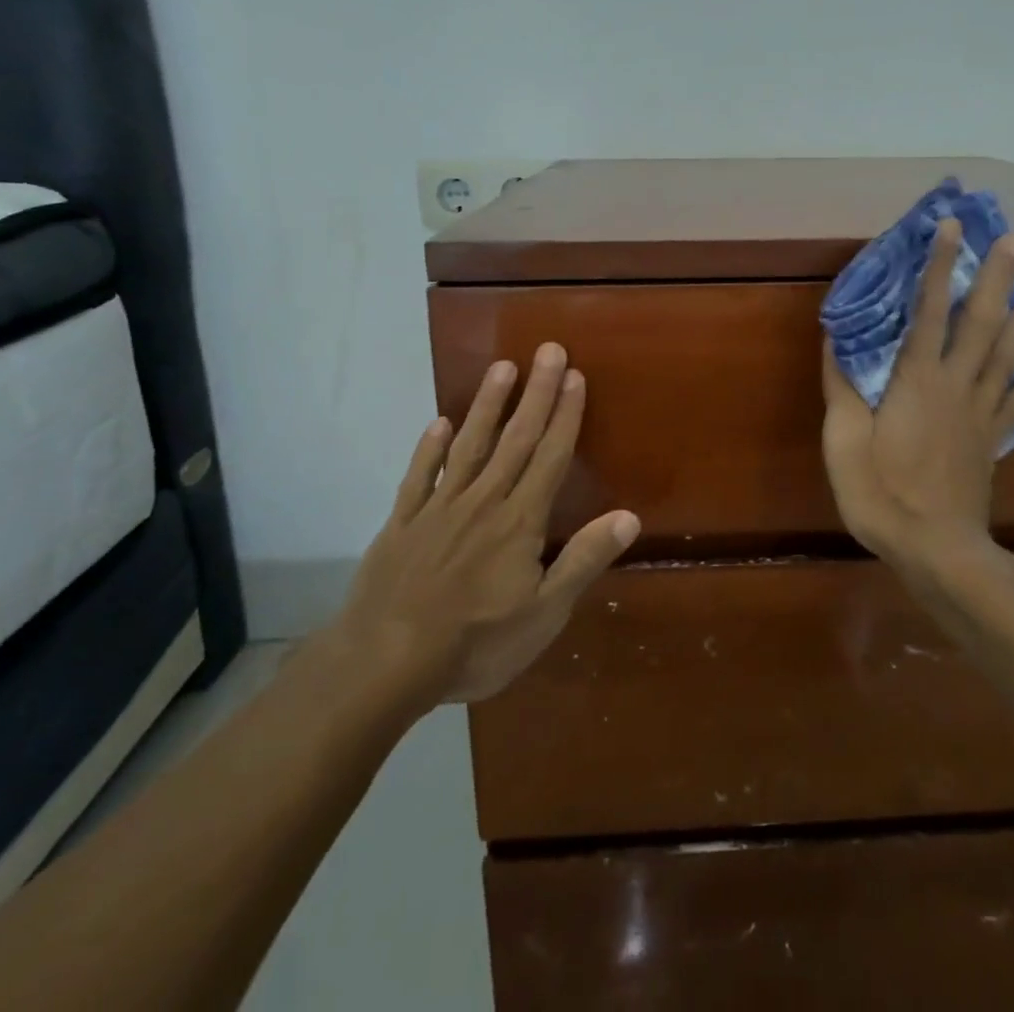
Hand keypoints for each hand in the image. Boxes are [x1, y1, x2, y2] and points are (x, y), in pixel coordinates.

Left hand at [327, 343, 638, 714]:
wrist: (383, 664)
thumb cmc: (475, 643)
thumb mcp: (544, 614)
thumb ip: (584, 560)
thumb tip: (629, 516)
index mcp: (520, 521)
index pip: (550, 457)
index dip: (565, 415)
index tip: (574, 375)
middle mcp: (483, 502)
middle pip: (515, 439)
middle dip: (535, 393)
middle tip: (547, 349)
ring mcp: (438, 509)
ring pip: (469, 447)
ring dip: (488, 406)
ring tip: (501, 367)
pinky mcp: (402, 524)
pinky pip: (418, 477)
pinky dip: (429, 448)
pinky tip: (437, 423)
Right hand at [820, 219, 1013, 576]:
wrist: (935, 551)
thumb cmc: (881, 494)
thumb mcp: (843, 442)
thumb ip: (842, 388)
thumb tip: (836, 338)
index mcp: (916, 381)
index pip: (929, 311)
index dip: (938, 267)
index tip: (951, 229)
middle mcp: (956, 386)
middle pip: (980, 323)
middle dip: (997, 278)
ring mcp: (981, 413)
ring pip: (1008, 355)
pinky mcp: (994, 439)